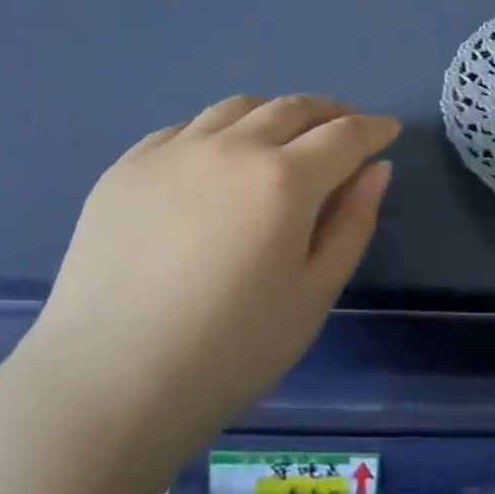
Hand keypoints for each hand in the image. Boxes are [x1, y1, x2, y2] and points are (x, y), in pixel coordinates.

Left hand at [26, 95, 398, 437]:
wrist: (106, 386)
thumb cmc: (228, 353)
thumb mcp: (312, 297)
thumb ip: (352, 224)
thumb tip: (376, 169)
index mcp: (284, 179)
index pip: (345, 134)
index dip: (373, 128)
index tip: (389, 129)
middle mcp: (233, 146)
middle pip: (294, 107)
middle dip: (329, 112)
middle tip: (345, 126)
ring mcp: (176, 149)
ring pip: (239, 107)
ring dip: (274, 113)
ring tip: (283, 135)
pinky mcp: (130, 164)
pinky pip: (187, 127)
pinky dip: (219, 131)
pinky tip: (217, 158)